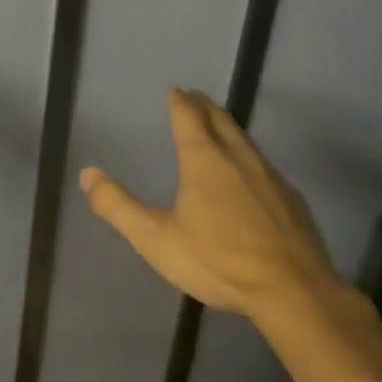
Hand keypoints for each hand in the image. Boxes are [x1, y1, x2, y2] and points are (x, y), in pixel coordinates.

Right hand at [81, 89, 341, 318]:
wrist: (293, 290)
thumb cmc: (219, 261)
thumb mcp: (157, 239)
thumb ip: (119, 207)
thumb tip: (88, 174)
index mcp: (204, 160)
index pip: (188, 117)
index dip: (179, 101)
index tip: (174, 91)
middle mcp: (238, 157)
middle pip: (220, 120)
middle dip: (204, 106)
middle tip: (195, 97)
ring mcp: (270, 176)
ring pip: (245, 140)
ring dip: (229, 127)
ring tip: (220, 126)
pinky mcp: (292, 199)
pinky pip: (265, 165)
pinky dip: (250, 157)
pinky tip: (252, 175)